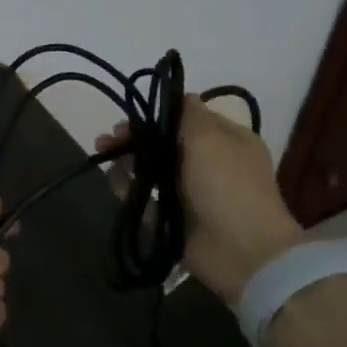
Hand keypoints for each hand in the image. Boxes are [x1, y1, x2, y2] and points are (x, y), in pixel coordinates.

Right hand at [95, 96, 301, 305]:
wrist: (243, 251)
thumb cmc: (228, 185)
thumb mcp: (211, 138)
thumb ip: (189, 114)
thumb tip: (181, 95)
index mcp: (227, 141)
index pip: (188, 118)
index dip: (158, 115)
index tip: (132, 115)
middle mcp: (209, 164)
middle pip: (165, 144)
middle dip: (136, 138)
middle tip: (109, 139)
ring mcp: (192, 194)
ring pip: (153, 170)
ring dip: (127, 162)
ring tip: (103, 157)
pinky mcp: (175, 219)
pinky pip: (147, 200)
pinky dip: (130, 190)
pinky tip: (115, 184)